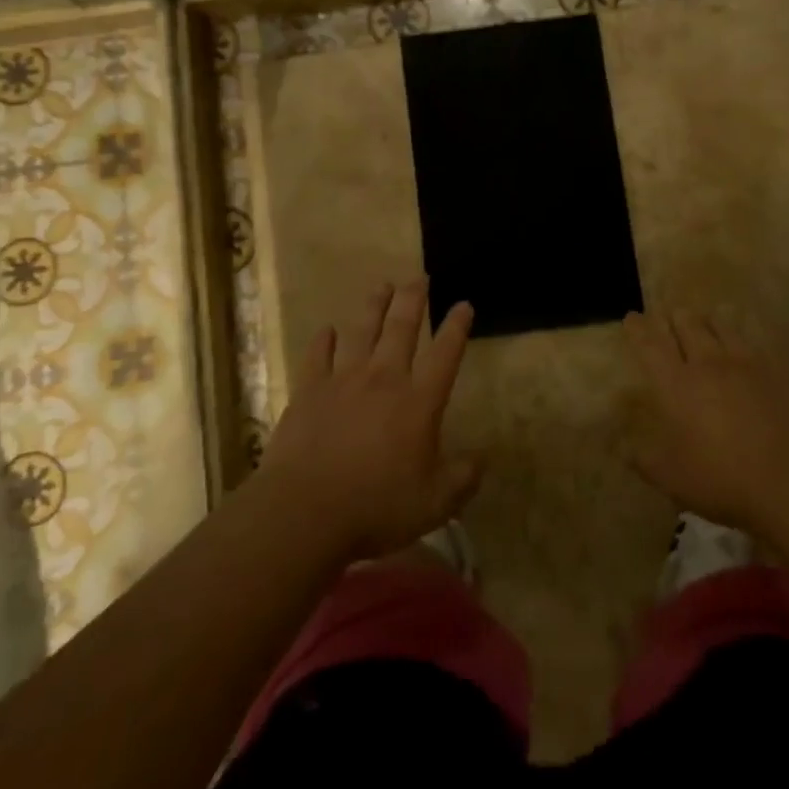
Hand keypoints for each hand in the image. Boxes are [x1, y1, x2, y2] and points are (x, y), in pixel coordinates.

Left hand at [259, 279, 481, 562]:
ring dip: (374, 306)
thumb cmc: (377, 507)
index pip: (445, 354)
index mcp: (419, 401)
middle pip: (402, 328)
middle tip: (419, 278)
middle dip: (413, 299)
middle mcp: (384, 379)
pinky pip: (318, 356)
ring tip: (382, 285)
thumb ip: (462, 479)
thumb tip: (482, 459)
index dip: (456, 327)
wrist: (306, 511)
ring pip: (362, 331)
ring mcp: (344, 380)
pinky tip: (328, 330)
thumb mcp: (435, 503)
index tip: (463, 304)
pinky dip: (324, 340)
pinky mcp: (309, 391)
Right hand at [624, 309, 788, 532]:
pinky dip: (741, 339)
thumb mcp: (670, 477)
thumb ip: (641, 457)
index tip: (632, 316)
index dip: (639, 329)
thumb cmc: (722, 477)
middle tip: (669, 314)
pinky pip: (753, 344)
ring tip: (704, 320)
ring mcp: (746, 364)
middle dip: (674, 317)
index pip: (650, 345)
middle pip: (687, 326)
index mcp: (676, 383)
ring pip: (721, 327)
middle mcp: (707, 363)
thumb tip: (619, 444)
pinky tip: (744, 347)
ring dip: (707, 321)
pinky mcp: (777, 371)